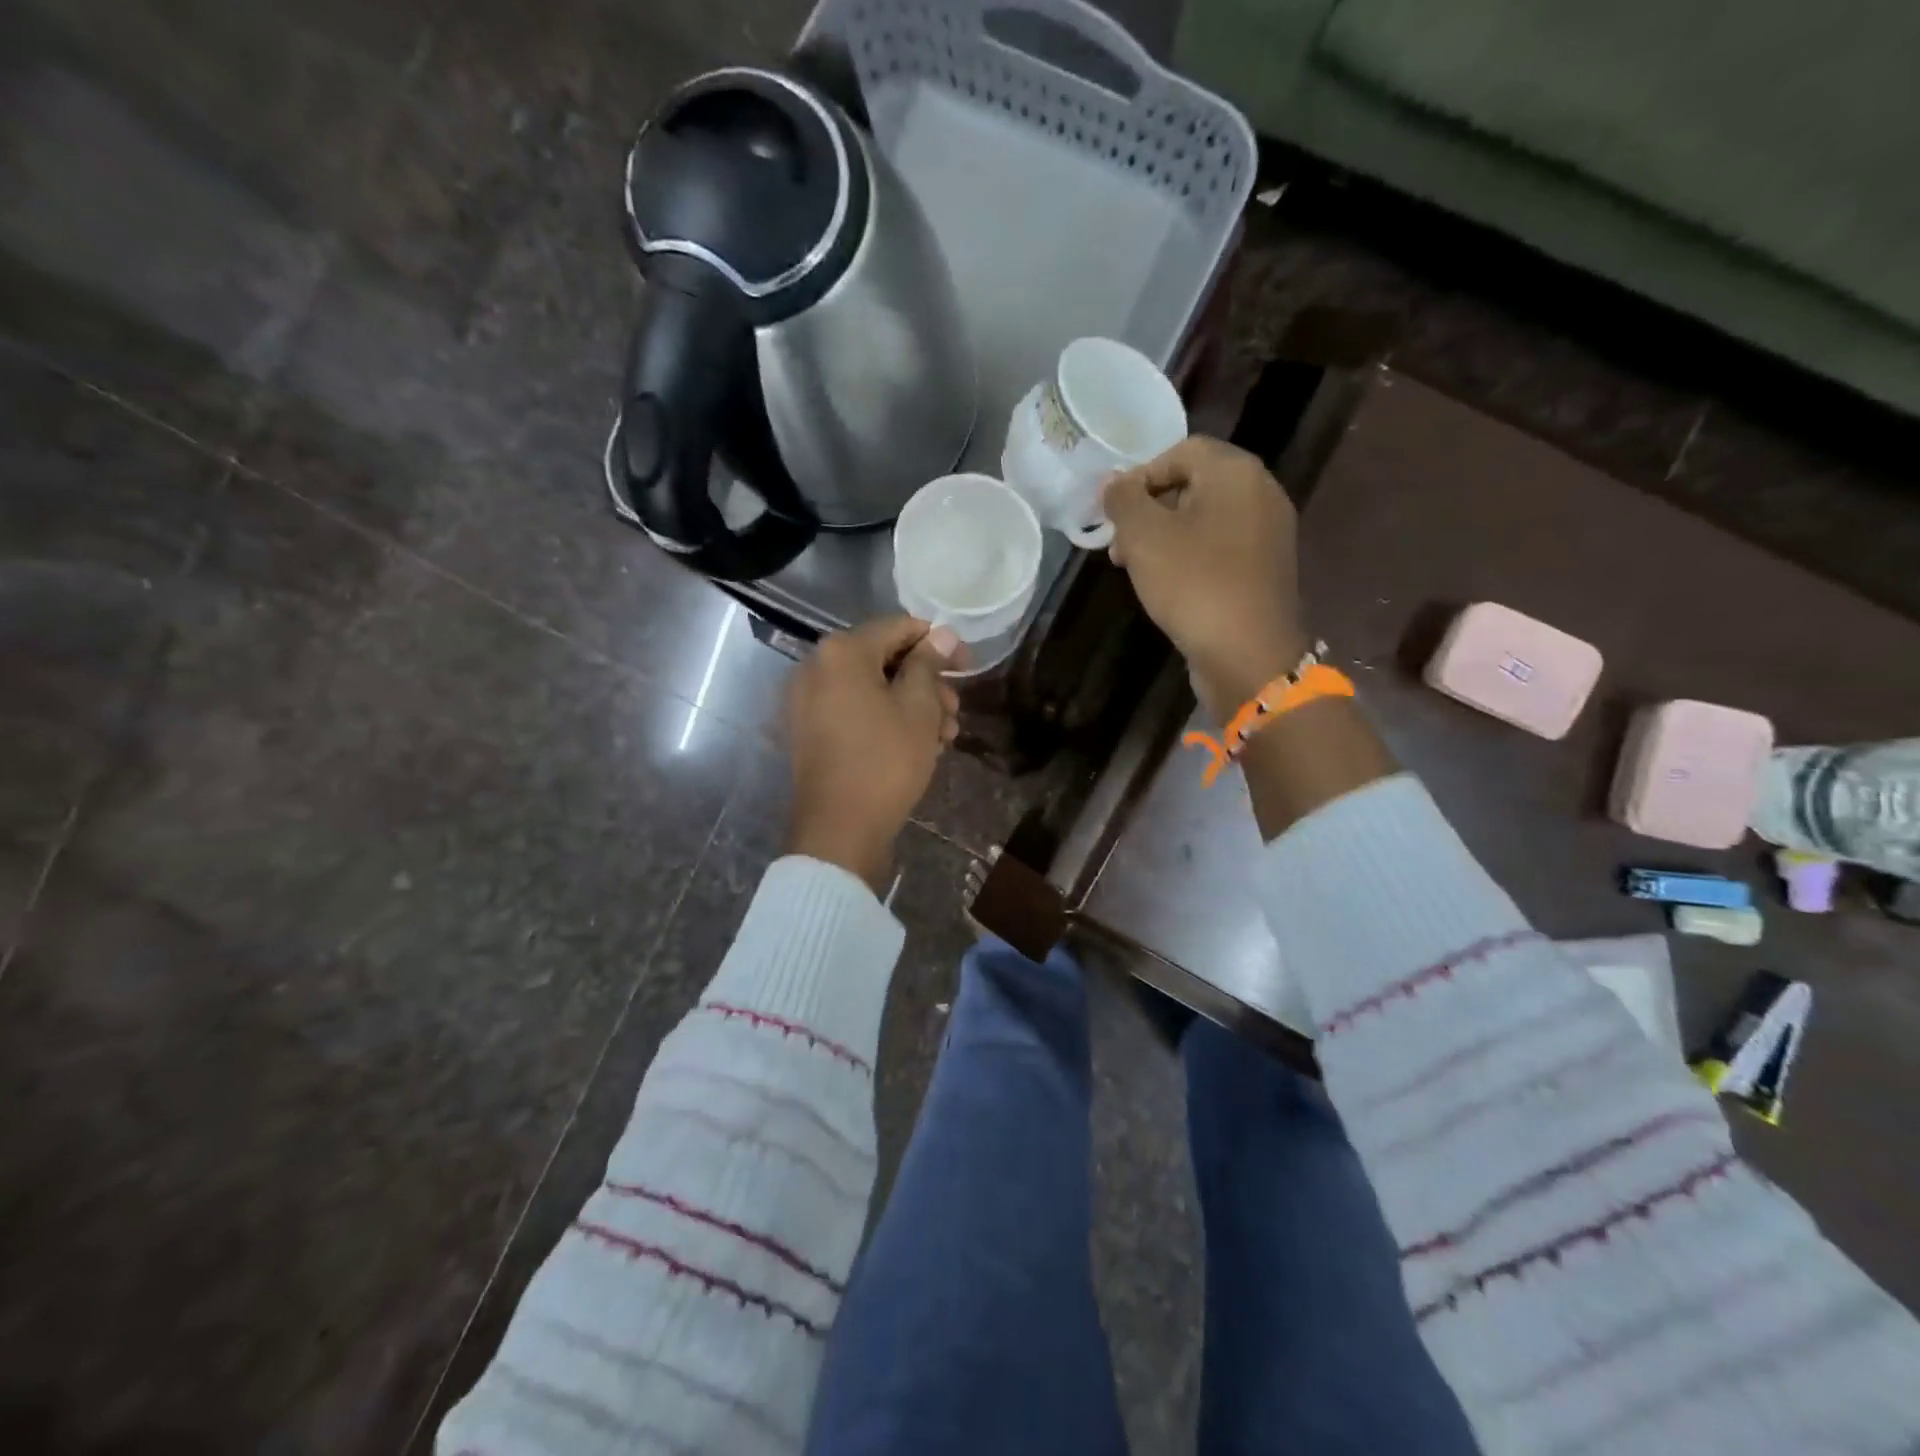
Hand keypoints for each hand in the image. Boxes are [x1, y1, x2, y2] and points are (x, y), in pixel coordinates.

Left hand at [786, 616, 961, 891]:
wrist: (839, 829)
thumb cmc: (885, 761)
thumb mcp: (918, 708)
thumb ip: (929, 664)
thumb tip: (941, 635)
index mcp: (842, 652)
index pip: (898, 628)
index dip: (938, 643)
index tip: (967, 665)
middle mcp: (817, 667)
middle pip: (883, 659)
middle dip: (925, 681)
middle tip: (956, 709)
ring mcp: (808, 701)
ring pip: (871, 689)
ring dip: (911, 705)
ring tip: (945, 734)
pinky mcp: (810, 731)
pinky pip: (854, 711)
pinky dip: (886, 719)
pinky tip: (918, 745)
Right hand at [1102, 436, 1307, 717]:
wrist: (1248, 653)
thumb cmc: (1193, 584)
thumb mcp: (1144, 536)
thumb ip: (1123, 500)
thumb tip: (1114, 483)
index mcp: (1236, 472)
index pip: (1180, 451)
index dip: (1139, 476)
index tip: (1112, 514)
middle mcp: (1261, 493)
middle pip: (1193, 484)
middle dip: (1149, 510)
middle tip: (1118, 545)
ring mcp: (1267, 533)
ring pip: (1204, 519)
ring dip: (1164, 536)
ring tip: (1134, 568)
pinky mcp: (1265, 569)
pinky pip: (1220, 547)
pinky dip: (1189, 556)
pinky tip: (1167, 585)